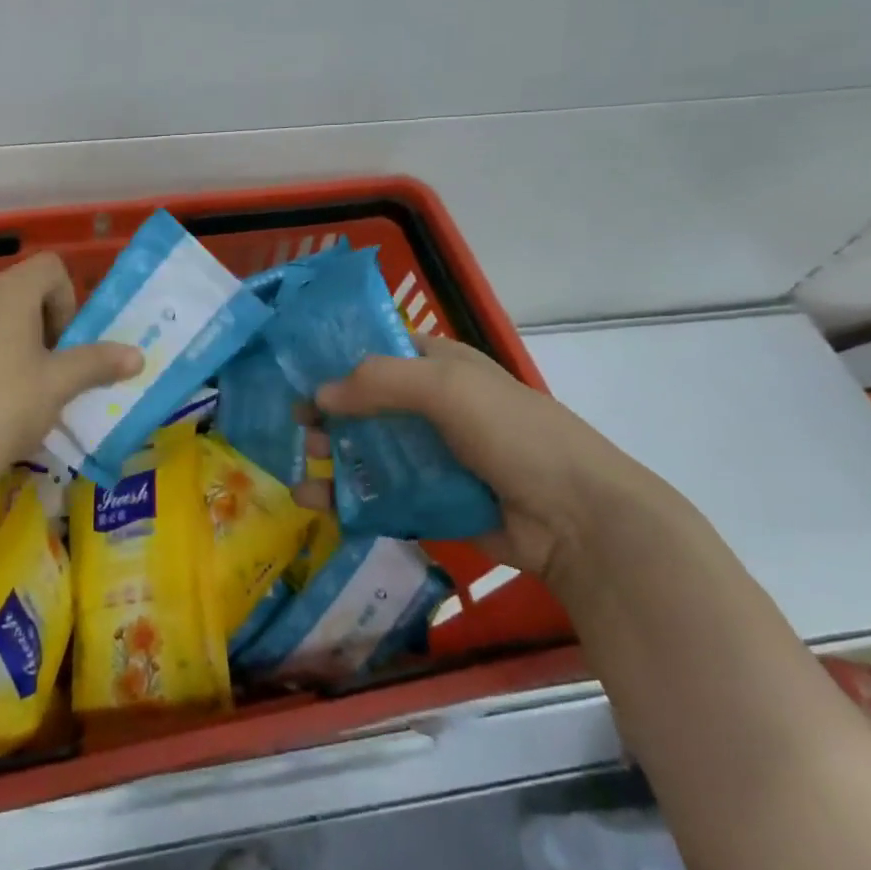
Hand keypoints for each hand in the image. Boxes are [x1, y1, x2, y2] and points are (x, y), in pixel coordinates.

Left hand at [0, 253, 141, 502]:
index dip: (68, 300)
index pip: (49, 267)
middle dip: (42, 326)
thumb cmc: (4, 408)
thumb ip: (98, 363)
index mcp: (6, 292)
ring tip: (18, 391)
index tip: (67, 344)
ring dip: (12, 343)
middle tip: (50, 372)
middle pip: (19, 293)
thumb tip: (138, 356)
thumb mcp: (58, 385)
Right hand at [300, 336, 675, 583]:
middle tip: (295, 428)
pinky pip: (381, 495)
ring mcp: (432, 457)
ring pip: (369, 452)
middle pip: (366, 404)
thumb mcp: (447, 387)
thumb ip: (379, 382)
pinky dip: (349, 499)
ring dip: (332, 459)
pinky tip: (318, 504)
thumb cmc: (513, 433)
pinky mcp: (431, 501)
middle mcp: (433, 407)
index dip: (337, 357)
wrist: (576, 519)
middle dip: (328, 414)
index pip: (379, 350)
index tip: (294, 370)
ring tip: (299, 473)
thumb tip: (319, 395)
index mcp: (441, 366)